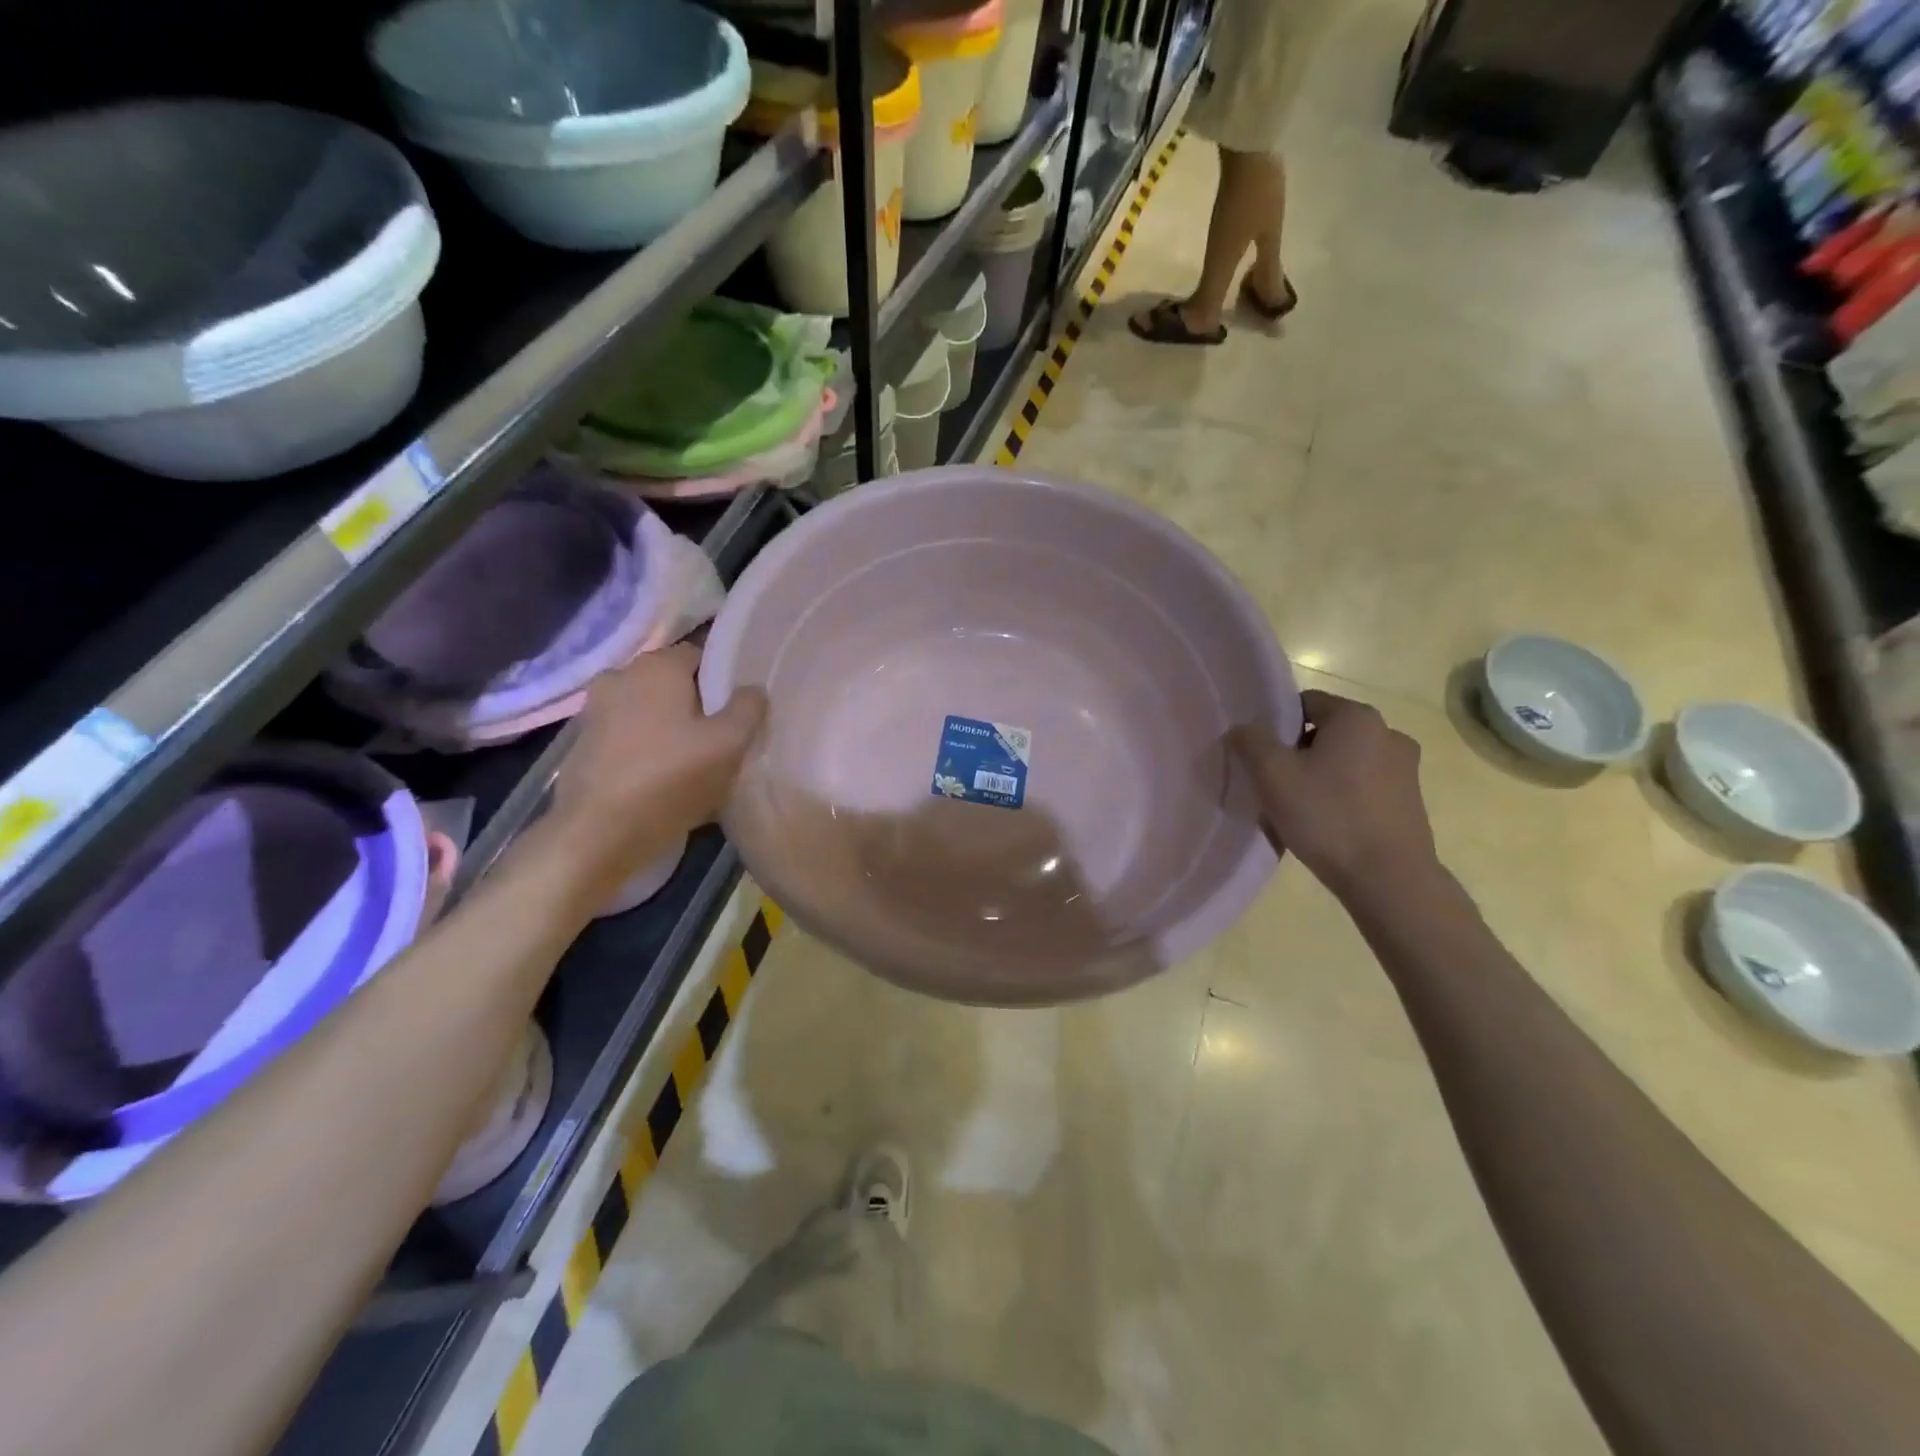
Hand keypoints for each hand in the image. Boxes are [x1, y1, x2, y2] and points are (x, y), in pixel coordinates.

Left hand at [551, 645, 765, 868]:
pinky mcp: (583, 745)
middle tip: (721, 736)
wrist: (598, 834)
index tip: (739, 708)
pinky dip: (645, 748)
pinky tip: (662, 778)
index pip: (700, 654)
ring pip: (648, 711)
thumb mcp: (729, 744)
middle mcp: (620, 676)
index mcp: (656, 666)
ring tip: (693, 761)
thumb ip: (748, 708)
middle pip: (672, 683)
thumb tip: (753, 689)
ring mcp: (595, 711)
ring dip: (668, 728)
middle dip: (696, 704)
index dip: (723, 678)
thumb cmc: (670, 778)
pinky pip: (628, 736)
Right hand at [1230, 690, 1438, 897]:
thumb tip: (1243, 729)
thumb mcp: (1272, 775)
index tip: (1261, 757)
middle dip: (1297, 752)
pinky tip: (1327, 824)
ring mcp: (1405, 768)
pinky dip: (1342, 796)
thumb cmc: (1327, 817)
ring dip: (1320, 775)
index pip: (1304, 703)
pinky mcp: (1411, 800)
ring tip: (1299, 808)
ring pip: (1345, 760)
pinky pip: (1364, 785)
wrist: (1388, 880)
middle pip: (1325, 732)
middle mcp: (1388, 732)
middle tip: (1275, 784)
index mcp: (1356, 717)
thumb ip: (1250, 741)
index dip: (1276, 726)